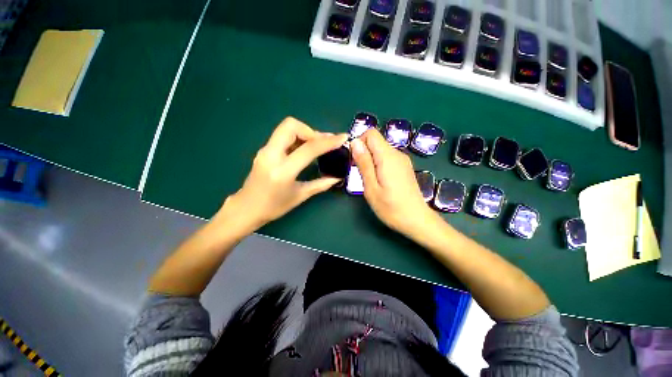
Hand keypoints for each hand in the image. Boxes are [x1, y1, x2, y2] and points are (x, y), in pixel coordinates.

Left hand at [220, 117, 348, 230]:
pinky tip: (303, 150)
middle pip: (291, 126)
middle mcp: (271, 155)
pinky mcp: (264, 150)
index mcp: (283, 171)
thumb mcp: (300, 196)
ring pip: (286, 128)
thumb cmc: (274, 207)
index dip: (328, 141)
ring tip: (316, 146)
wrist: (246, 209)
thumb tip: (337, 178)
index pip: (309, 148)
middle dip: (311, 130)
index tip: (342, 137)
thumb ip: (321, 184)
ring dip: (304, 133)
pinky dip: (296, 138)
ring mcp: (265, 150)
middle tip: (322, 143)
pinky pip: (282, 136)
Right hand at [351, 129, 438, 236]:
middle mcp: (397, 153)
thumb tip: (355, 142)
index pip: (371, 133)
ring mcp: (402, 160)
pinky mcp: (404, 167)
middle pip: (375, 141)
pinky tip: (379, 181)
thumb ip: (364, 163)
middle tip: (360, 173)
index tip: (354, 160)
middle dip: (363, 152)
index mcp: (388, 156)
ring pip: (380, 150)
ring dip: (370, 160)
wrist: (417, 220)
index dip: (359, 142)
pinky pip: (387, 158)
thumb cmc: (391, 207)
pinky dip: (378, 164)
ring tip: (369, 180)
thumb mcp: (371, 187)